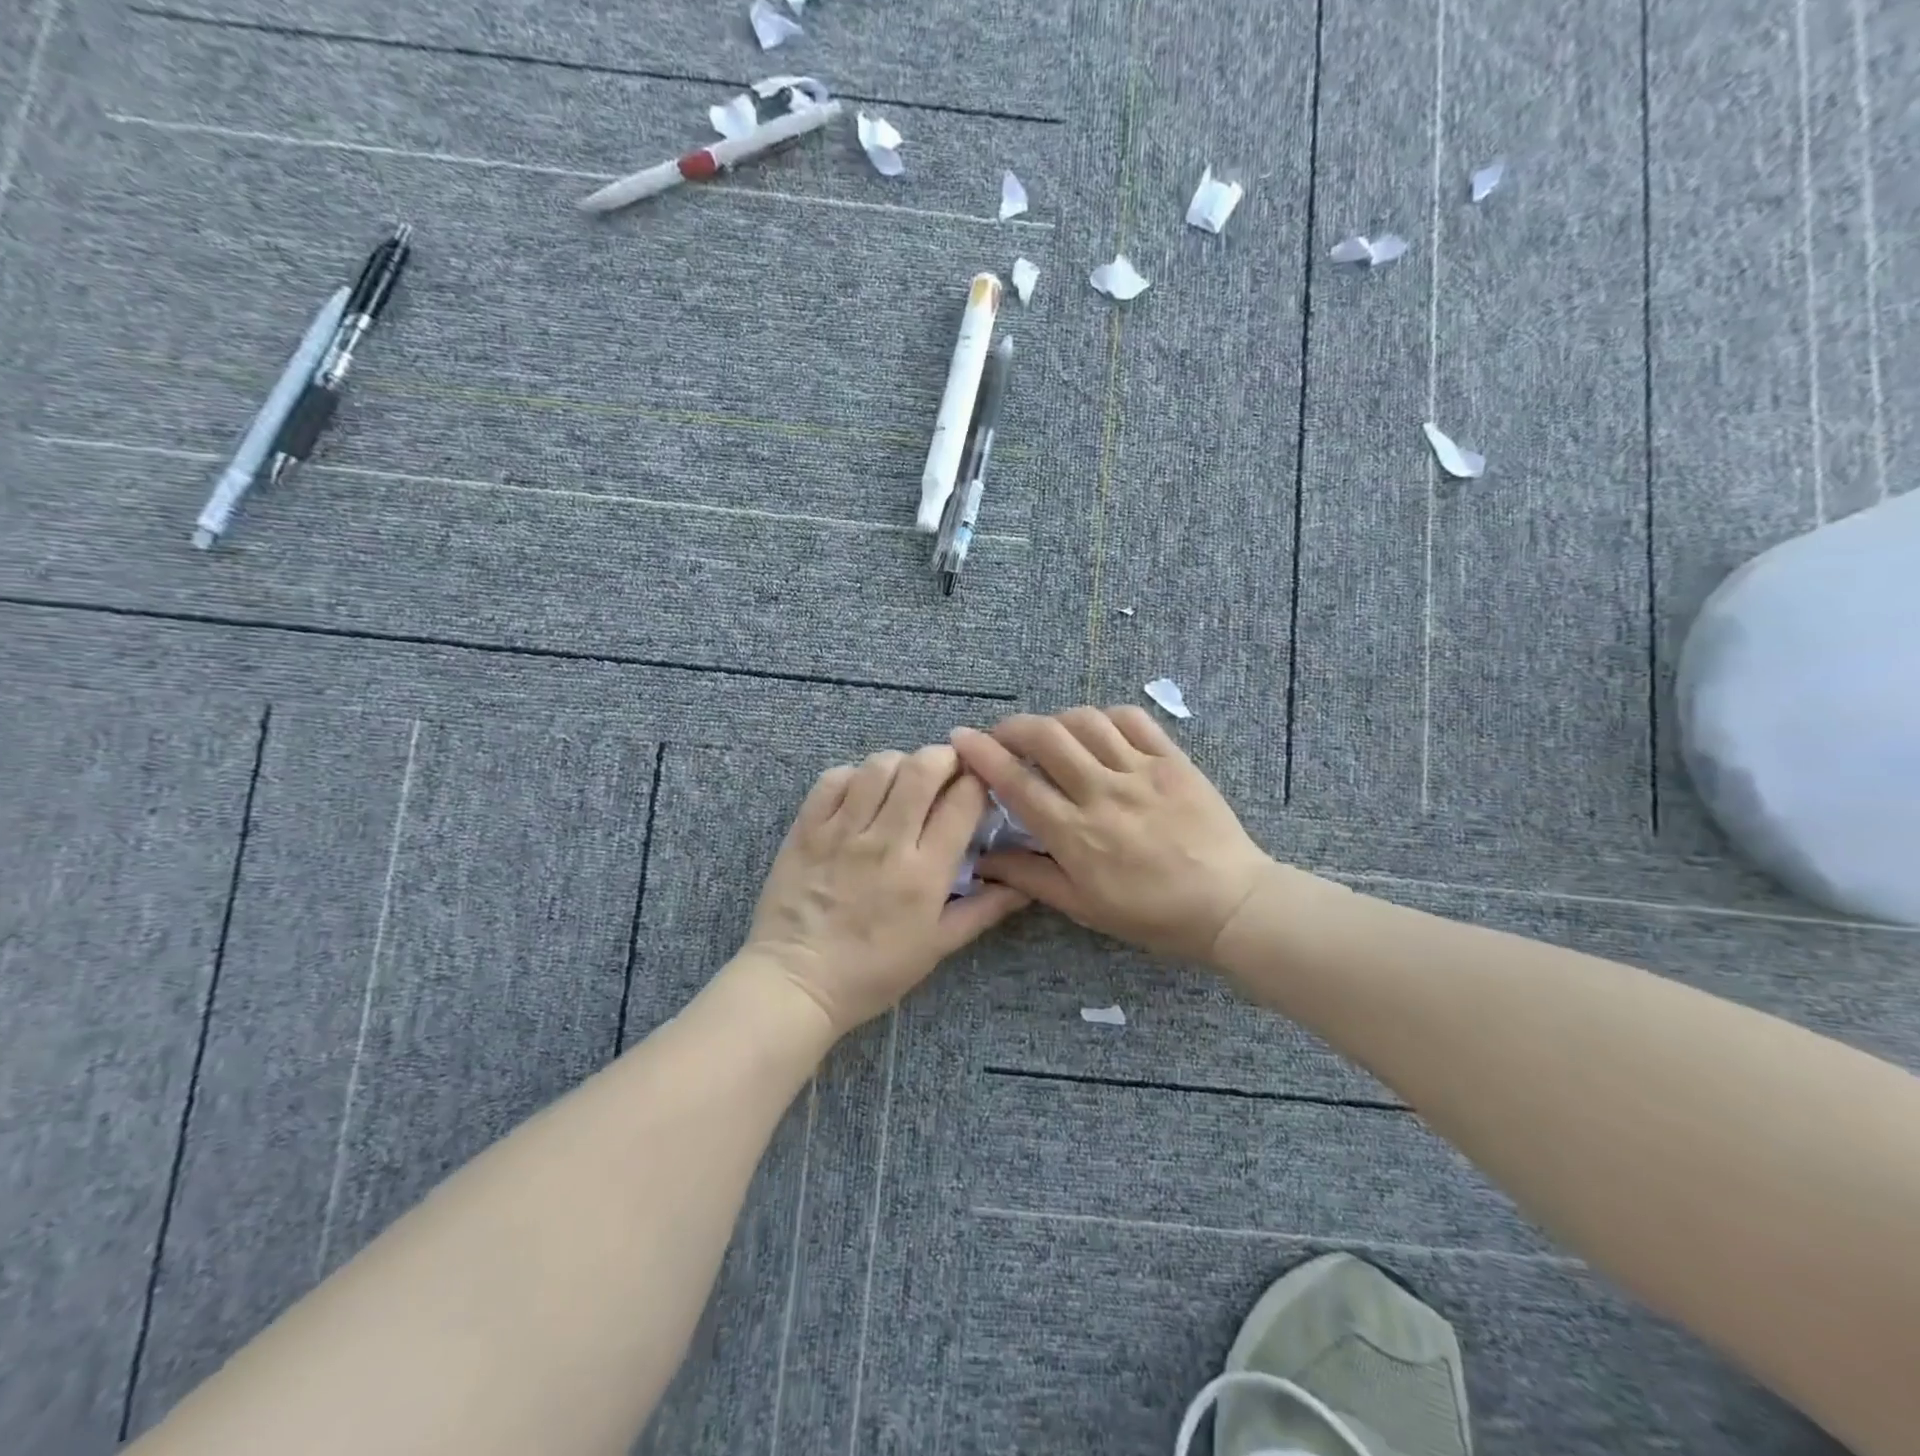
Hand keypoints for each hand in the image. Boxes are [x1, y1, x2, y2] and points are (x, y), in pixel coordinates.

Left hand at [741, 746, 1029, 1036]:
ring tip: (904, 779)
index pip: (963, 801)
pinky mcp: (807, 829)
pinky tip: (861, 792)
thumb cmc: (873, 972)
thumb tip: (1024, 885)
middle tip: (948, 767)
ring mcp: (842, 832)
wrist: (796, 983)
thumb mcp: (937, 947)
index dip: (978, 781)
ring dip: (900, 763)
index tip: (979, 784)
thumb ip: (983, 910)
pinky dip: (854, 775)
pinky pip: (833, 779)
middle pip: (923, 768)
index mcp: (925, 873)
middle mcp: (886, 843)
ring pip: (879, 766)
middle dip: (945, 756)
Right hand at [950, 708, 1271, 963]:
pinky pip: (1132, 719)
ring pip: (1086, 721)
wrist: (1230, 904)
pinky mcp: (1173, 759)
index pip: (1017, 782)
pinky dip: (1105, 715)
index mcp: (1076, 834)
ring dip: (1057, 720)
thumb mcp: (1083, 907)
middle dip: (1013, 726)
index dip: (982, 755)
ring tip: (1050, 734)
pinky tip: (1097, 729)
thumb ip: (1030, 877)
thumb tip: (983, 859)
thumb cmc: (1152, 914)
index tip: (960, 737)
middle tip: (1001, 734)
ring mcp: (1141, 771)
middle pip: (1046, 738)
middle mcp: (1103, 792)